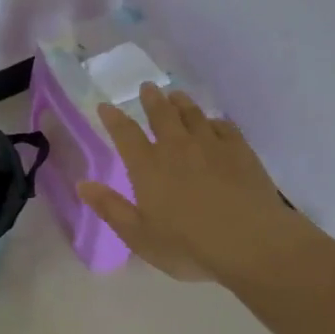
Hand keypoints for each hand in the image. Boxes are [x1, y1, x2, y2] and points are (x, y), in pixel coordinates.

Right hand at [78, 84, 315, 289]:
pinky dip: (214, 121)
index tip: (106, 106)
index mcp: (148, 167)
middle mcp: (176, 147)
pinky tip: (213, 123)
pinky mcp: (241, 151)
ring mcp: (211, 146)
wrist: (252, 243)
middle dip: (152, 99)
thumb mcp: (140, 236)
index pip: (125, 134)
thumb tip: (82, 184)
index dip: (114, 118)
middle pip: (161, 115)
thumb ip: (110, 208)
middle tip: (147, 87)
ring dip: (181, 102)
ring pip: (192, 114)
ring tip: (176, 95)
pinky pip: (224, 126)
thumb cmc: (189, 246)